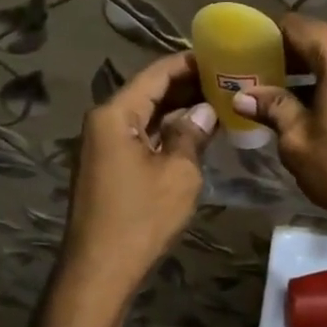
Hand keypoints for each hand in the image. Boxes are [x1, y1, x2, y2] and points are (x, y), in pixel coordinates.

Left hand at [61, 52, 216, 300]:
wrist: (99, 270)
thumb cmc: (141, 218)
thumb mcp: (179, 173)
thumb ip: (192, 134)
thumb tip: (205, 111)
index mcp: (115, 114)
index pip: (157, 73)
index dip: (189, 63)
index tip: (221, 56)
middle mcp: (103, 122)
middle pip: (149, 92)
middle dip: (187, 85)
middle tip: (227, 79)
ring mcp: (101, 145)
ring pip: (145, 116)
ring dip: (178, 109)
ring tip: (218, 101)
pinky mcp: (106, 166)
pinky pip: (140, 136)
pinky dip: (166, 132)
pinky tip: (194, 133)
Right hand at [234, 14, 326, 288]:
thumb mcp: (298, 140)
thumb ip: (273, 108)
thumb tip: (244, 96)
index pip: (297, 26)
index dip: (269, 37)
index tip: (250, 56)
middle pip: (324, 42)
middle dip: (293, 59)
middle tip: (264, 81)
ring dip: (318, 74)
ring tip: (291, 100)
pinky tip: (326, 112)